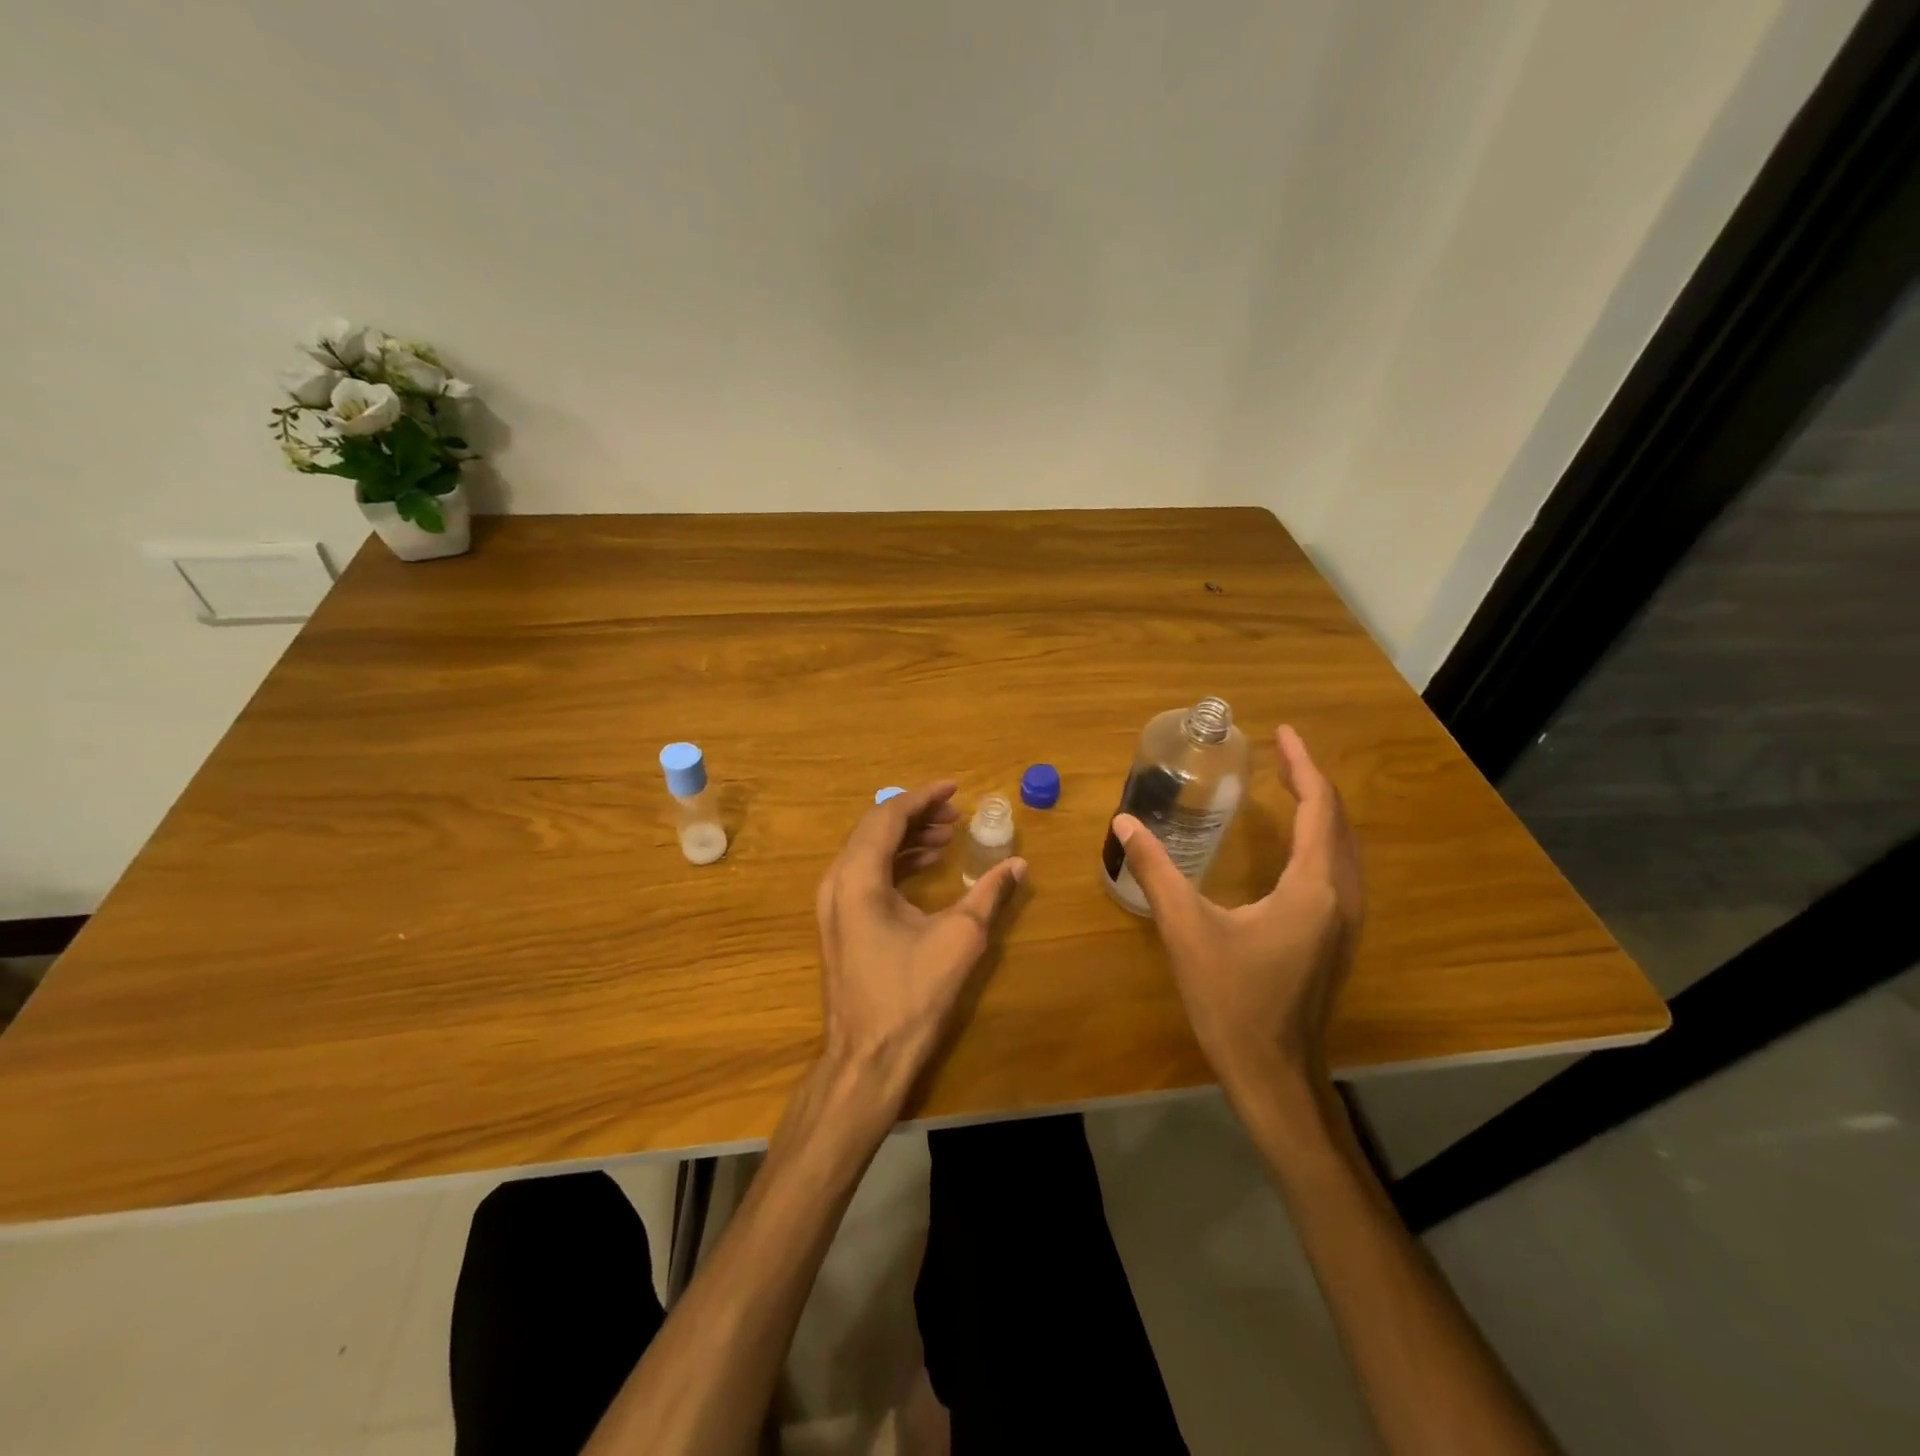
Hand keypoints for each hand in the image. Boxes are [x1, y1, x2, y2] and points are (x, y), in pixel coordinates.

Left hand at [815, 782, 1025, 1114]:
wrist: (867, 1058)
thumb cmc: (911, 995)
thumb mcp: (959, 939)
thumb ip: (989, 894)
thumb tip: (1019, 864)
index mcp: (858, 877)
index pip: (888, 817)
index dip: (923, 797)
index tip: (954, 788)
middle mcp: (836, 882)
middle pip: (875, 828)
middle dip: (917, 815)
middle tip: (956, 814)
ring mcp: (833, 903)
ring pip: (868, 850)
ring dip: (907, 838)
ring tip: (948, 835)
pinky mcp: (839, 922)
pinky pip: (865, 873)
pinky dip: (896, 862)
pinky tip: (927, 865)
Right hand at [1112, 726, 1361, 1095]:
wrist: (1272, 1074)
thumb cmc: (1232, 1000)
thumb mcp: (1186, 929)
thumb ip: (1156, 871)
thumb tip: (1124, 823)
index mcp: (1313, 888)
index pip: (1320, 809)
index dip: (1303, 766)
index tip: (1282, 733)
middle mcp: (1341, 898)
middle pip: (1338, 823)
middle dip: (1311, 782)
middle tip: (1280, 753)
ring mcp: (1344, 922)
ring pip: (1343, 849)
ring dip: (1320, 811)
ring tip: (1289, 786)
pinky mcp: (1335, 940)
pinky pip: (1338, 871)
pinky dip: (1321, 841)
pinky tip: (1294, 846)